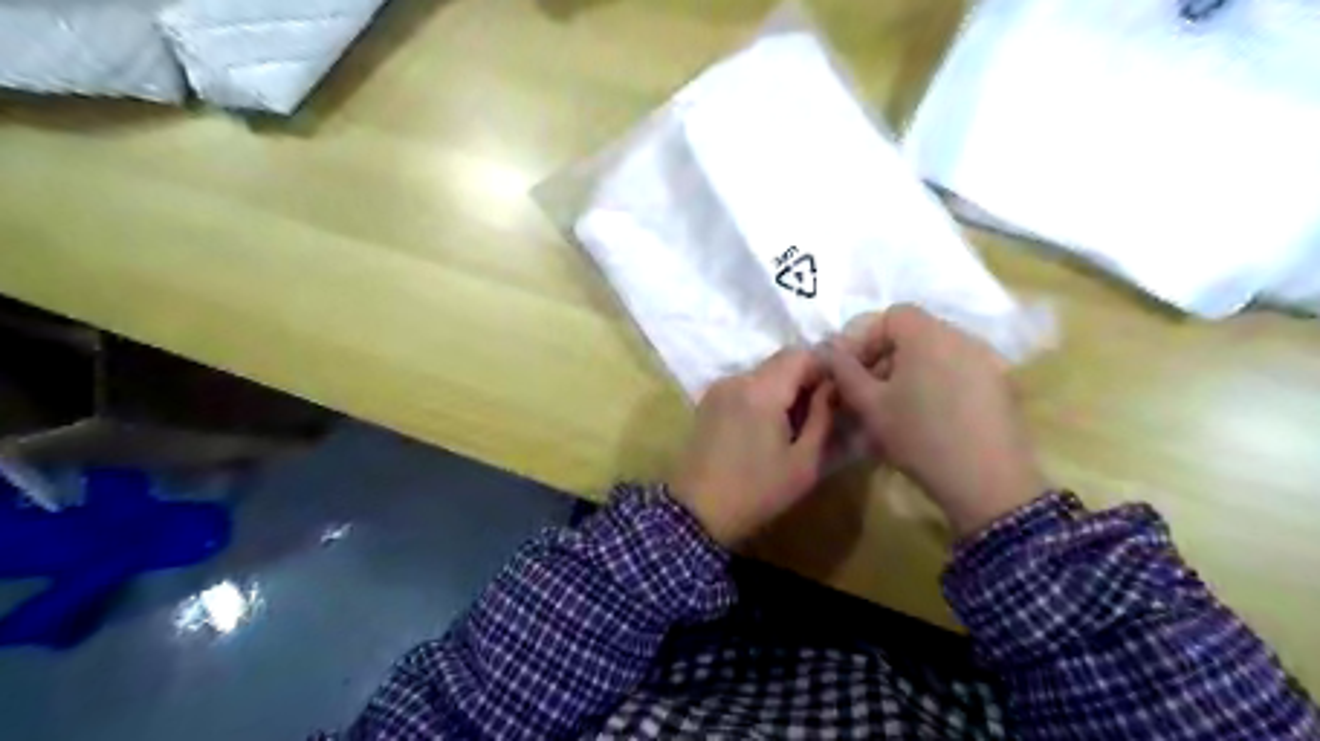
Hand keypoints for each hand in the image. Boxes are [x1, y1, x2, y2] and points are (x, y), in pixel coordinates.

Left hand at [673, 346, 826, 542]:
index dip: (825, 367)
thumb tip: (832, 388)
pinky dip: (763, 396)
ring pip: (762, 374)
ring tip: (795, 422)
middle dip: (805, 378)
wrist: (696, 513)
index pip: (801, 354)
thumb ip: (822, 417)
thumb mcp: (803, 463)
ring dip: (783, 388)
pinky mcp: (708, 401)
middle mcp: (737, 379)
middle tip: (822, 409)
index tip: (839, 391)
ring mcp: (719, 388)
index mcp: (761, 390)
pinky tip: (767, 427)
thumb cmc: (756, 492)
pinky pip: (744, 386)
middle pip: (780, 362)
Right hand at [823, 308, 1047, 537]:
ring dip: (906, 372)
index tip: (849, 370)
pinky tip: (925, 417)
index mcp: (929, 334)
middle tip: (865, 391)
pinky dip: (933, 383)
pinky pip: (955, 371)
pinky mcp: (999, 385)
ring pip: (934, 354)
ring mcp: (985, 361)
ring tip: (892, 407)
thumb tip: (826, 350)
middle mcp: (961, 337)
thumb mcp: (870, 405)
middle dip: (883, 357)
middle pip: (913, 333)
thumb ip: (844, 371)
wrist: (988, 482)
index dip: (864, 338)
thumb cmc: (920, 436)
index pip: (891, 316)